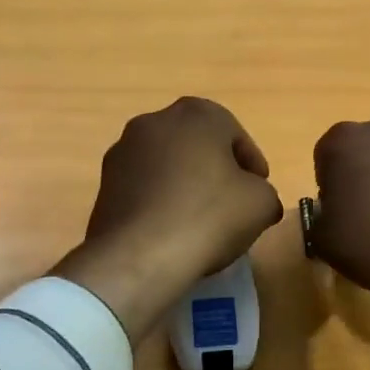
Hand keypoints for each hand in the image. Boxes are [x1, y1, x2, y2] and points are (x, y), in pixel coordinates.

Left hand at [54, 98, 283, 340]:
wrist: (140, 256)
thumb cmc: (209, 216)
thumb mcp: (261, 203)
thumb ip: (265, 192)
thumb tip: (256, 199)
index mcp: (196, 114)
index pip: (235, 134)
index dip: (252, 164)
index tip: (259, 190)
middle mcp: (155, 121)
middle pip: (198, 144)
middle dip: (216, 169)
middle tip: (232, 202)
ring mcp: (123, 151)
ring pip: (168, 164)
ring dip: (185, 183)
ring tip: (201, 219)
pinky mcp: (104, 184)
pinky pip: (144, 186)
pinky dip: (160, 200)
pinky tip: (172, 229)